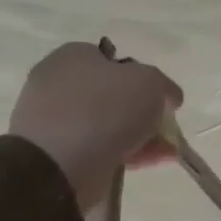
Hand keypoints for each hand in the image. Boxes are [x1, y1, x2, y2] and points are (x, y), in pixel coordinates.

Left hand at [9, 41, 182, 212]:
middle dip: (142, 111)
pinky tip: (153, 162)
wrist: (58, 164)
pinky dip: (126, 152)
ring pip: (108, 123)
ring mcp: (53, 119)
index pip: (115, 60)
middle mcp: (59, 83)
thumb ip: (163, 85)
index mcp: (73, 56)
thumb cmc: (105, 109)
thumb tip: (167, 97)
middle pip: (113, 94)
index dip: (143, 77)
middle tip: (164, 125)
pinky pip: (98, 147)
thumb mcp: (149, 82)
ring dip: (139, 135)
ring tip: (167, 152)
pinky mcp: (55, 151)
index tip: (161, 98)